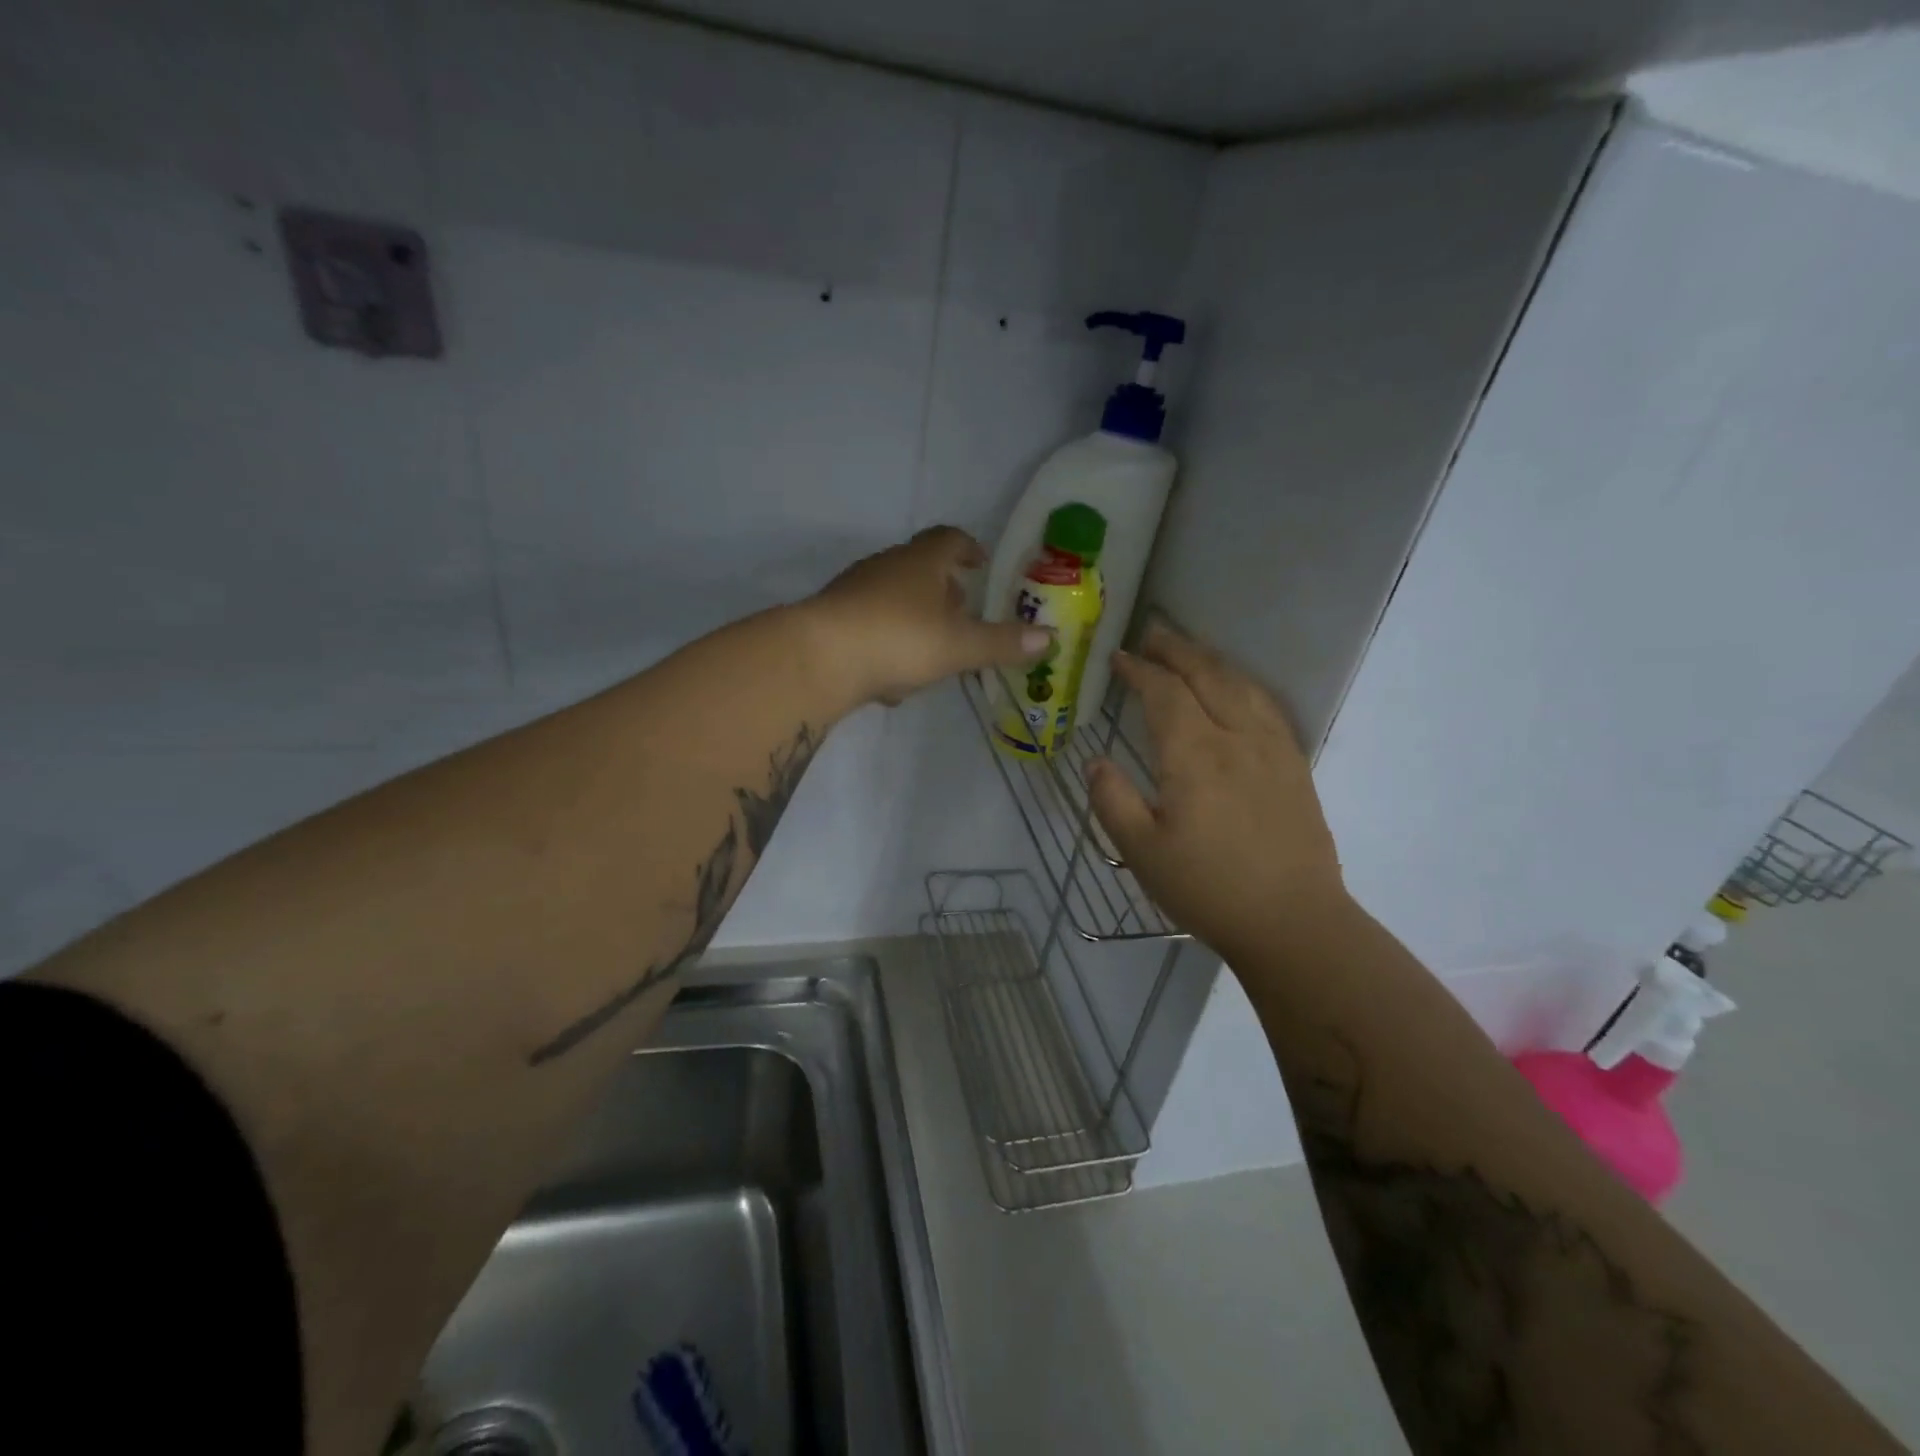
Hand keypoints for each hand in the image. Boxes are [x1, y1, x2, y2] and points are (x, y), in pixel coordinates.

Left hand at [804, 527, 1050, 706]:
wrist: (817, 659)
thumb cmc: (899, 639)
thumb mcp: (959, 645)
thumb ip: (1002, 642)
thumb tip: (1049, 638)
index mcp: (921, 562)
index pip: (949, 539)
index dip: (968, 548)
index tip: (980, 564)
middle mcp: (885, 567)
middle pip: (919, 568)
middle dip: (943, 589)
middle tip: (962, 612)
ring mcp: (853, 592)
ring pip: (892, 599)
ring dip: (914, 619)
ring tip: (932, 652)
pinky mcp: (831, 622)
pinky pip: (868, 627)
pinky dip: (886, 645)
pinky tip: (891, 681)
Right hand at [1087, 622, 1346, 954]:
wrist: (1293, 922)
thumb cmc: (1208, 889)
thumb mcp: (1142, 852)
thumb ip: (1113, 801)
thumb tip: (1096, 762)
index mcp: (1194, 756)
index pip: (1164, 694)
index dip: (1140, 670)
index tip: (1119, 658)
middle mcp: (1237, 738)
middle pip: (1207, 675)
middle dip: (1176, 649)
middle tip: (1153, 633)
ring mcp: (1273, 748)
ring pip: (1241, 684)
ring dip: (1211, 660)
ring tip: (1189, 651)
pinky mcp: (1295, 765)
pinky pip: (1268, 706)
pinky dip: (1243, 683)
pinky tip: (1236, 688)